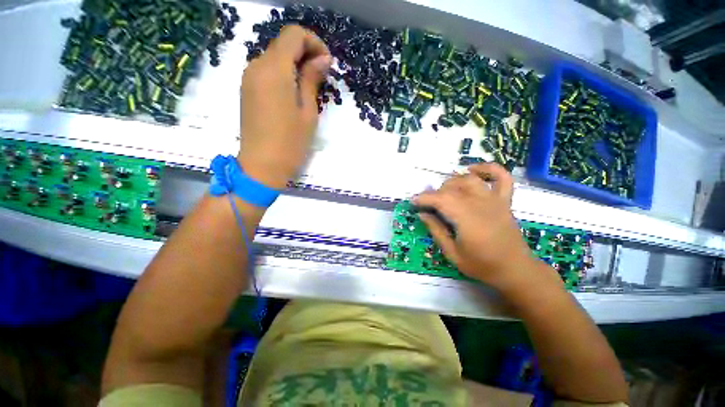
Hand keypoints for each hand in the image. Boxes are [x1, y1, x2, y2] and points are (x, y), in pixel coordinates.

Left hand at [238, 25, 331, 189]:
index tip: (326, 63)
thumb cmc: (291, 142)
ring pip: (274, 57)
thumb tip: (322, 58)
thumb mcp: (308, 112)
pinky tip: (293, 94)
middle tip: (321, 77)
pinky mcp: (247, 90)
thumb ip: (312, 79)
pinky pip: (266, 72)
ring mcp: (248, 78)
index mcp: (274, 69)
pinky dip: (283, 74)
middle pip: (282, 44)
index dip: (314, 42)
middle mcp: (256, 66)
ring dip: (294, 65)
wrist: (263, 166)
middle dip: (305, 53)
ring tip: (309, 88)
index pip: (293, 35)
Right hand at [413, 163, 556, 291]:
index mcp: (467, 219)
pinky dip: (488, 169)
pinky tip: (472, 170)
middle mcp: (480, 204)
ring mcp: (495, 200)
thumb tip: (422, 214)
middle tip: (428, 205)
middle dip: (435, 193)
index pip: (440, 200)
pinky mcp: (505, 201)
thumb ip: (436, 231)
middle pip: (453, 188)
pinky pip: (501, 177)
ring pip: (470, 180)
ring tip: (444, 192)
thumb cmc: (482, 265)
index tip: (413, 202)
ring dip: (453, 182)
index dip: (424, 198)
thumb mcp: (452, 253)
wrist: (515, 270)